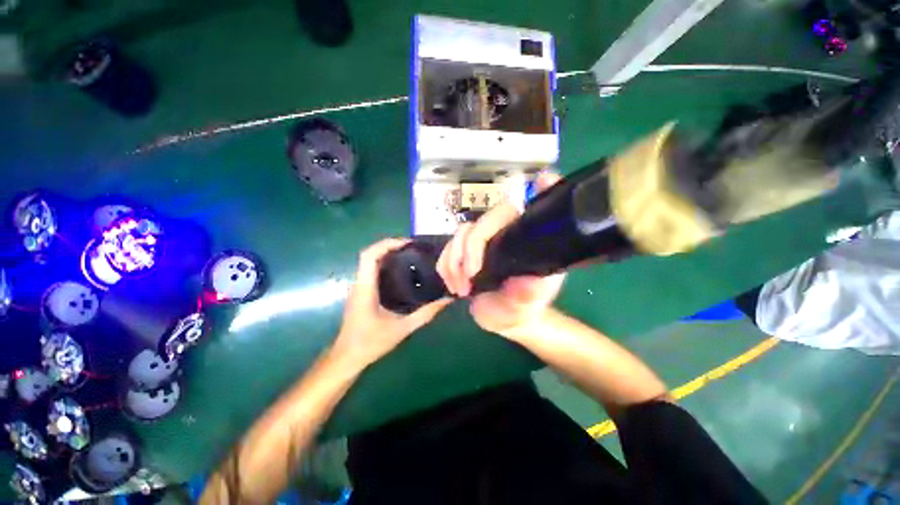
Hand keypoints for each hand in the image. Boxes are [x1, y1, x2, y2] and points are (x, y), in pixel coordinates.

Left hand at [334, 238, 451, 366]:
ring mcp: (358, 287)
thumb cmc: (371, 343)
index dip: (387, 244)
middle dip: (390, 245)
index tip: (407, 243)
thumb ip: (425, 314)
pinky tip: (401, 270)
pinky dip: (385, 263)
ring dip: (387, 253)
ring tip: (409, 254)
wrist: (347, 358)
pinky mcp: (360, 291)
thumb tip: (447, 301)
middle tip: (413, 247)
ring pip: (369, 261)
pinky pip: (370, 269)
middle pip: (369, 254)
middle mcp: (359, 283)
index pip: (369, 255)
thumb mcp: (402, 329)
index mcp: (365, 288)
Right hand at [437, 172, 565, 337]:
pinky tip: (452, 283)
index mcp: (531, 243)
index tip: (542, 180)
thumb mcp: (523, 308)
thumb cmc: (516, 310)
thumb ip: (527, 296)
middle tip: (469, 278)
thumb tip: (528, 280)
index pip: (536, 211)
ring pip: (462, 232)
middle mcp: (508, 234)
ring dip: (454, 260)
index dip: (541, 191)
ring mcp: (485, 239)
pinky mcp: (466, 248)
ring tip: (460, 288)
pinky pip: (448, 245)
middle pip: (487, 219)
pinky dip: (445, 264)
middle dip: (470, 247)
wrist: (498, 317)